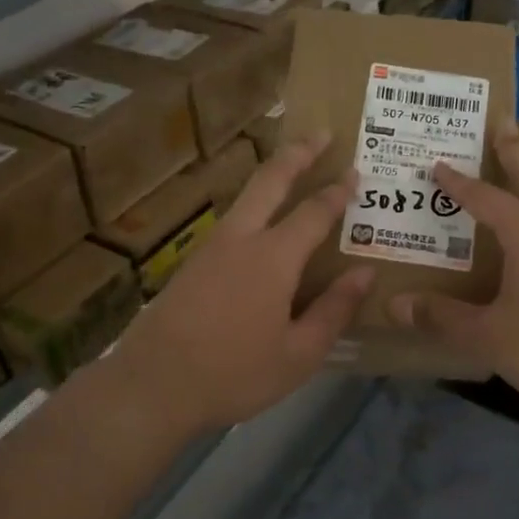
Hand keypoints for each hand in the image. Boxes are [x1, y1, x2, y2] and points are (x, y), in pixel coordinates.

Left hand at [103, 133, 373, 436]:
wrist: (152, 385)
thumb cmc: (235, 373)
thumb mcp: (299, 354)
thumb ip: (334, 310)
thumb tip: (365, 273)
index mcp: (273, 258)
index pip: (314, 212)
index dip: (337, 191)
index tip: (355, 173)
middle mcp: (241, 239)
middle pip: (270, 180)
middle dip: (297, 152)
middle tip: (320, 133)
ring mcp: (211, 247)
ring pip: (246, 196)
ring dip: (272, 174)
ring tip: (293, 167)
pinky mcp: (192, 262)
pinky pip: (232, 220)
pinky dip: (254, 204)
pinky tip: (261, 220)